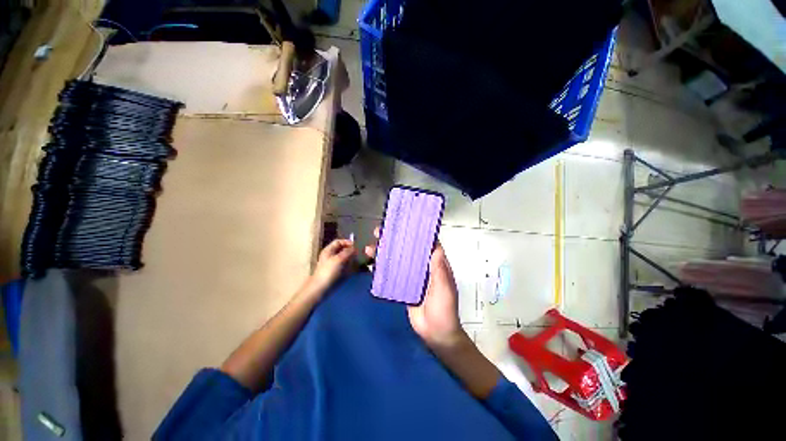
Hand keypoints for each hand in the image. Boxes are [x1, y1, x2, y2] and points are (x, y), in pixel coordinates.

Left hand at [308, 239, 355, 293]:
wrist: (321, 288)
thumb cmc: (329, 271)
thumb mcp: (339, 259)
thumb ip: (348, 252)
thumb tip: (355, 248)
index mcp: (329, 250)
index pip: (339, 242)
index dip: (347, 242)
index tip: (356, 246)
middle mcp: (330, 256)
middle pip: (342, 250)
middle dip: (350, 251)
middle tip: (359, 254)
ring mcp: (332, 265)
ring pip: (344, 258)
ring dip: (351, 259)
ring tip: (358, 261)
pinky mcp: (335, 273)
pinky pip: (344, 266)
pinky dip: (349, 266)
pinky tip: (354, 269)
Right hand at [365, 227, 464, 349]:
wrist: (435, 335)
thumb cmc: (444, 310)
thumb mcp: (444, 289)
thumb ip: (440, 270)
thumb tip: (435, 248)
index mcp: (434, 264)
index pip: (425, 244)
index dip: (416, 233)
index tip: (403, 223)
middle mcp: (421, 267)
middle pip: (407, 249)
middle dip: (394, 239)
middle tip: (379, 232)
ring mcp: (410, 277)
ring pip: (396, 259)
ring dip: (384, 252)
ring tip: (370, 246)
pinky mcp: (401, 287)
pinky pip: (391, 274)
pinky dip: (381, 267)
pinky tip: (371, 262)